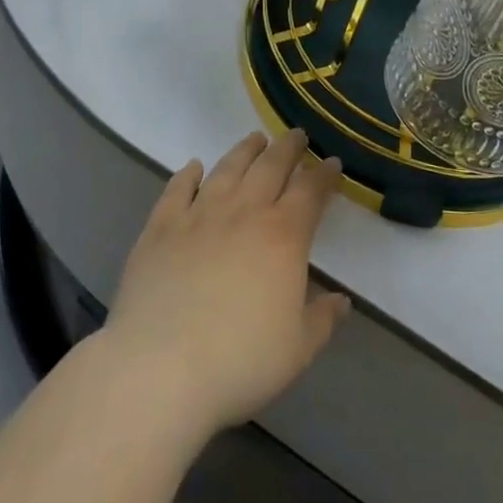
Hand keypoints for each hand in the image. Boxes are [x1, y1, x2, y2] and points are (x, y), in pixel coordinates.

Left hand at [102, 129, 348, 439]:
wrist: (161, 368)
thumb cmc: (240, 361)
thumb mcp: (297, 349)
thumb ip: (322, 319)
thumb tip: (342, 301)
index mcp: (283, 235)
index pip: (310, 191)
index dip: (323, 175)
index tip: (332, 163)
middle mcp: (244, 212)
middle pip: (271, 166)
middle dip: (288, 147)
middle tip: (296, 135)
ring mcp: (199, 214)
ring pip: (227, 168)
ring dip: (245, 150)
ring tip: (255, 139)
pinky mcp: (161, 226)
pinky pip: (177, 189)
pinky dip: (188, 174)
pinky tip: (194, 166)